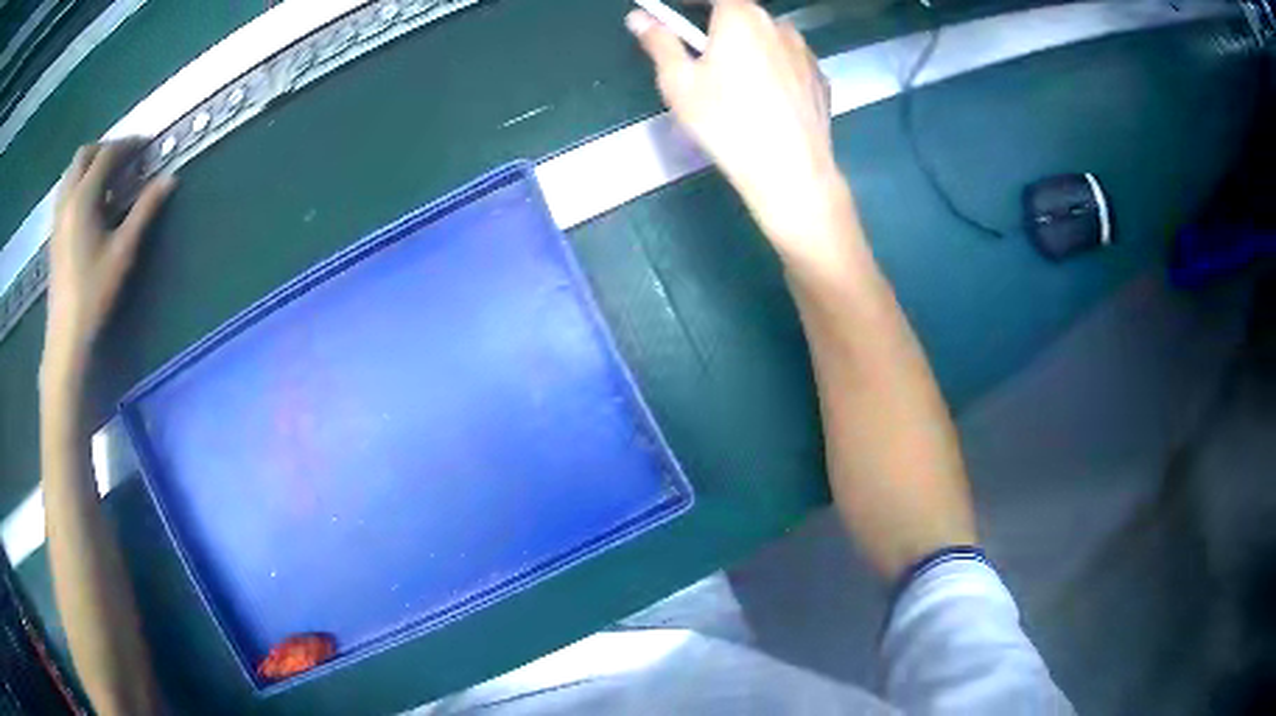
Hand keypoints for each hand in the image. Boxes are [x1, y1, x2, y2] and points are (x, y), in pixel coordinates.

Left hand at [43, 140, 173, 378]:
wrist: (66, 336)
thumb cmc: (94, 293)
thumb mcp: (123, 251)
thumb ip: (145, 210)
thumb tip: (170, 179)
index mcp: (83, 198)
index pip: (107, 155)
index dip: (128, 145)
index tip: (146, 145)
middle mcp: (67, 198)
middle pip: (85, 154)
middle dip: (105, 148)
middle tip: (124, 158)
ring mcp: (58, 216)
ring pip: (72, 171)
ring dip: (90, 164)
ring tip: (106, 177)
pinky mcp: (54, 232)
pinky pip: (65, 190)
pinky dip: (79, 182)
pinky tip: (89, 201)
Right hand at [627, 0, 855, 272]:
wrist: (790, 170)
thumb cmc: (726, 122)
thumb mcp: (679, 82)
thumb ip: (659, 42)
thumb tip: (640, 18)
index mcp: (740, 16)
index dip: (691, 2)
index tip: (676, 10)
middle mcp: (777, 25)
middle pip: (742, 14)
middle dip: (719, 26)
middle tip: (702, 55)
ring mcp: (806, 52)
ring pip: (769, 39)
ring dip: (750, 48)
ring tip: (738, 85)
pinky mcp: (821, 79)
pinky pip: (790, 64)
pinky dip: (775, 70)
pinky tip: (767, 101)